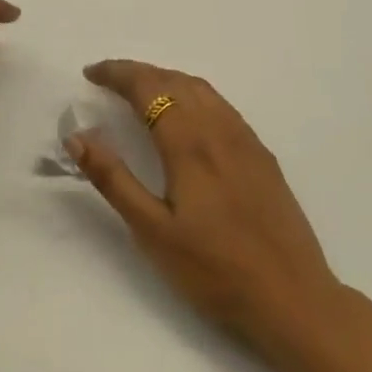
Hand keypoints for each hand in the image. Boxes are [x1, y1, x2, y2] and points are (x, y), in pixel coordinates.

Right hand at [72, 60, 349, 362]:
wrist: (294, 299)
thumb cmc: (215, 271)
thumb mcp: (153, 232)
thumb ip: (114, 179)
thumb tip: (78, 136)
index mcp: (188, 142)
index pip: (147, 87)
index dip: (116, 74)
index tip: (90, 73)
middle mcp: (218, 128)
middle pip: (173, 80)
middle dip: (137, 73)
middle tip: (108, 80)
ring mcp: (245, 139)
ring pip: (200, 88)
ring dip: (166, 79)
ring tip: (141, 91)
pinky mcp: (261, 154)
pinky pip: (220, 104)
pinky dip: (192, 93)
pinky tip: (187, 115)